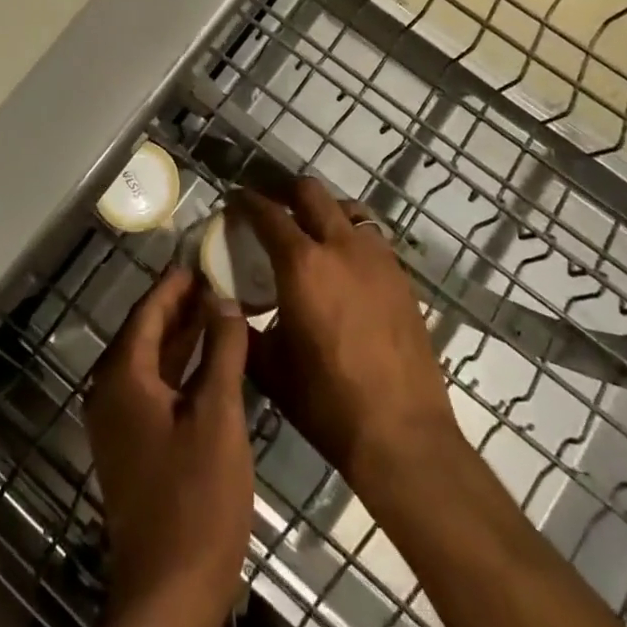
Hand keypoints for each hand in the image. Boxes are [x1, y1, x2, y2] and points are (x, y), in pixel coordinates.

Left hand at [83, 267, 253, 626]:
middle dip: (181, 308)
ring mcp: (118, 423)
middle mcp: (111, 392)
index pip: (147, 312)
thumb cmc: (196, 498)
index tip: (203, 261)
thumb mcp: (217, 416)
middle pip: (146, 334)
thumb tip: (225, 300)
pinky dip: (180, 370)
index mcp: (123, 377)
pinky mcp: (131, 447)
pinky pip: (154, 389)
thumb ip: (221, 351)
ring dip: (183, 338)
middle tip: (218, 282)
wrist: (169, 593)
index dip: (175, 285)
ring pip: (151, 363)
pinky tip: (211, 365)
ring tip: (220, 313)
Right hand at [235, 181, 460, 496]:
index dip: (245, 201)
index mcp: (302, 264)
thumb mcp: (270, 367)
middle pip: (309, 191)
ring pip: (346, 208)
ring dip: (322, 210)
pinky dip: (349, 236)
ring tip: (308, 232)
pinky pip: (370, 236)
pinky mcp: (401, 276)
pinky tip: (342, 265)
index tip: (232, 202)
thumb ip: (242, 328)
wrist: (402, 435)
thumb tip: (223, 305)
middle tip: (269, 208)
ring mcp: (376, 258)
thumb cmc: (327, 402)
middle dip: (284, 191)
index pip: (267, 212)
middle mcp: (340, 246)